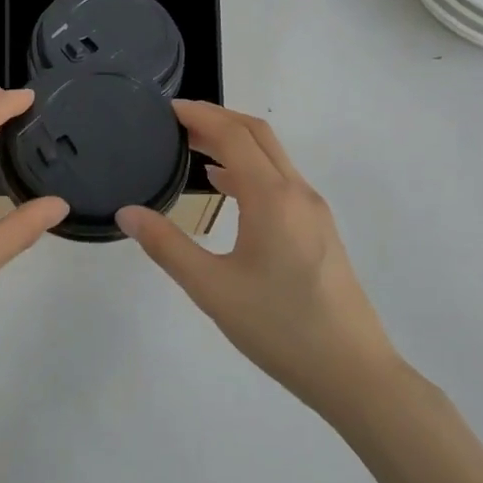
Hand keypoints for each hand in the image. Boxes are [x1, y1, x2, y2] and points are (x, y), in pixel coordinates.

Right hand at [118, 102, 396, 412]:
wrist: (353, 372)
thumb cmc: (279, 328)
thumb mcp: (212, 289)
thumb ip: (167, 246)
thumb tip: (128, 213)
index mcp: (272, 197)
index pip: (232, 135)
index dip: (199, 115)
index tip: (165, 110)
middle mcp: (297, 192)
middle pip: (257, 134)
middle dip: (217, 119)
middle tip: (176, 122)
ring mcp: (313, 211)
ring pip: (272, 157)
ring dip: (234, 143)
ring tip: (193, 148)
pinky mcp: (319, 230)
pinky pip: (280, 181)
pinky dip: (249, 168)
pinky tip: (226, 188)